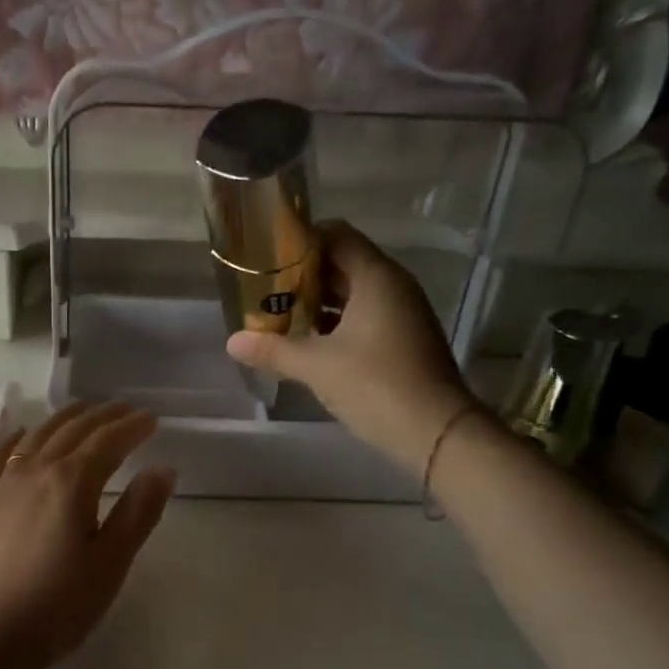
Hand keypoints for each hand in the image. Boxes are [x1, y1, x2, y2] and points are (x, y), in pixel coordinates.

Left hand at [0, 401, 175, 668]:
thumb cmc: (58, 604)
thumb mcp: (111, 561)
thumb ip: (138, 511)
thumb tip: (163, 468)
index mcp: (73, 481)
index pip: (109, 441)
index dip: (133, 426)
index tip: (152, 419)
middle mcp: (36, 470)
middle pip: (74, 430)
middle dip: (103, 416)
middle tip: (125, 408)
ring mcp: (3, 484)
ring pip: (37, 436)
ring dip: (64, 418)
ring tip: (82, 410)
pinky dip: (13, 438)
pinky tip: (19, 433)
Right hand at [227, 220, 477, 475]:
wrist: (436, 433)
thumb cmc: (375, 384)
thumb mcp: (316, 366)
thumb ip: (273, 349)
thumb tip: (232, 342)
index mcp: (376, 277)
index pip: (337, 235)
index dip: (301, 239)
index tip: (268, 253)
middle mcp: (393, 286)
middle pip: (343, 264)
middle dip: (304, 274)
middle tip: (265, 287)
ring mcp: (403, 313)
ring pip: (353, 293)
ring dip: (318, 301)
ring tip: (279, 314)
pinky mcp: (404, 340)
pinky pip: (364, 317)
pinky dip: (336, 323)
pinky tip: (308, 342)